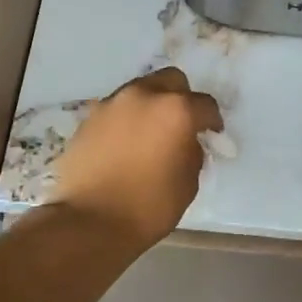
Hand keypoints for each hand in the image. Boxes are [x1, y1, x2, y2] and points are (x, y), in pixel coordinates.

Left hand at [47, 68, 222, 247]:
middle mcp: (144, 96)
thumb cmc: (148, 207)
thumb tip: (186, 142)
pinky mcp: (89, 118)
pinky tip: (126, 144)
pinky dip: (127, 119)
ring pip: (141, 90)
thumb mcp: (188, 183)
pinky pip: (117, 109)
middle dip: (181, 98)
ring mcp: (112, 104)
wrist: (89, 221)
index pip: (205, 104)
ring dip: (151, 105)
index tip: (212, 135)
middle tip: (181, 124)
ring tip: (150, 134)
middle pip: (171, 80)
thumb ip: (192, 153)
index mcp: (176, 111)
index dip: (212, 121)